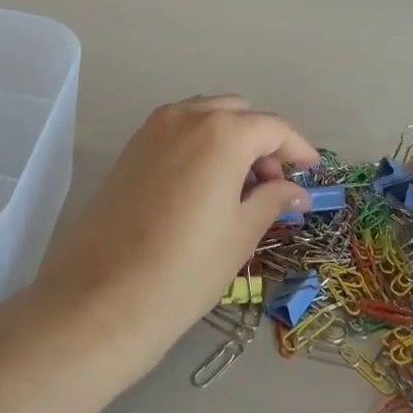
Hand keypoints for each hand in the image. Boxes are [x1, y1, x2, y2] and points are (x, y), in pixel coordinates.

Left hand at [35, 96, 315, 380]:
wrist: (101, 299)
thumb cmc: (184, 271)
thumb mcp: (240, 235)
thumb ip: (273, 200)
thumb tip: (296, 190)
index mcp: (222, 132)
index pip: (273, 127)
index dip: (298, 149)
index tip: (312, 175)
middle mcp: (187, 115)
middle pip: (240, 113)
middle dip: (263, 141)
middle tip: (273, 186)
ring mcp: (154, 127)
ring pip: (207, 115)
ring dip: (232, 138)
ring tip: (240, 187)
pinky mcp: (132, 146)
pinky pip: (180, 128)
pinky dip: (202, 142)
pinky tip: (206, 184)